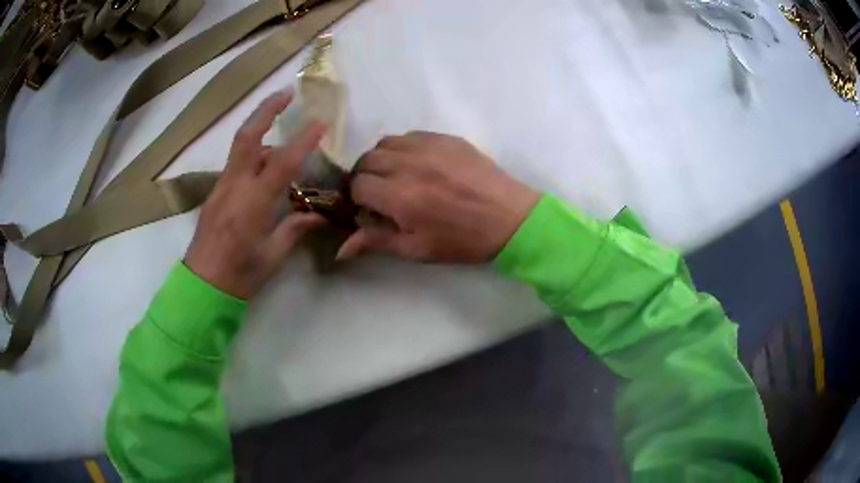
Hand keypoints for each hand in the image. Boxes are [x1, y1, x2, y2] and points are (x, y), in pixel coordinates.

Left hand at [185, 90, 326, 298]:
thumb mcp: (273, 256)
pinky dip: (253, 155)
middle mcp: (233, 188)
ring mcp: (220, 187)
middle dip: (266, 110)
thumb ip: (295, 229)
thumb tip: (317, 214)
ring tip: (282, 140)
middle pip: (247, 138)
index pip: (281, 163)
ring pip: (240, 147)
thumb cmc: (240, 276)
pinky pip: (235, 164)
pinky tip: (264, 168)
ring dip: (261, 132)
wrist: (201, 286)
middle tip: (286, 93)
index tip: (320, 123)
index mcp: (252, 205)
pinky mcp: (214, 192)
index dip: (302, 141)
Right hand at [339, 132, 539, 262]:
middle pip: (366, 160)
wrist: (509, 218)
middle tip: (380, 193)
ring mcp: (428, 146)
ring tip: (397, 176)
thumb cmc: (462, 240)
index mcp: (399, 196)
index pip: (357, 186)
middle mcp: (408, 164)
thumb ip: (377, 241)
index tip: (370, 209)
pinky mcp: (446, 137)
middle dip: (366, 177)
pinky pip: (410, 135)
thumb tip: (341, 249)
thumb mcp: (417, 248)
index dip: (358, 199)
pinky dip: (404, 148)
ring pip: (385, 143)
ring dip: (382, 160)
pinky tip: (419, 164)